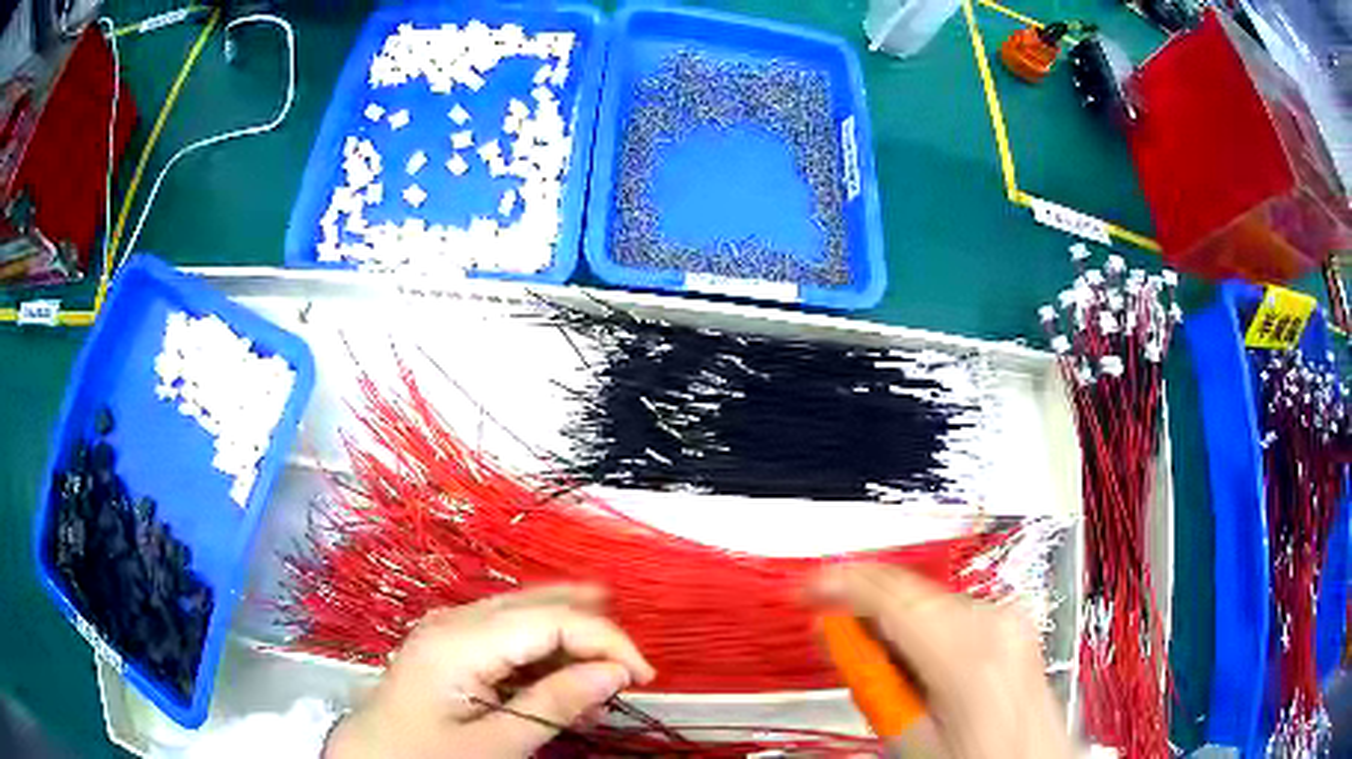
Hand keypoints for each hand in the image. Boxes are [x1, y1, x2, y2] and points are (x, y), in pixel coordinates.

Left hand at [325, 585, 655, 758]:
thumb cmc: (428, 757)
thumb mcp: (496, 744)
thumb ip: (555, 704)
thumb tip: (615, 672)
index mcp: (461, 640)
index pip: (552, 619)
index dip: (606, 640)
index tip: (643, 677)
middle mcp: (455, 620)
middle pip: (540, 604)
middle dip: (593, 631)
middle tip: (633, 669)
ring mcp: (449, 629)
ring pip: (526, 615)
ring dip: (571, 642)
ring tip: (604, 678)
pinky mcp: (450, 645)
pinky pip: (508, 635)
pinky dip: (544, 655)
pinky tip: (564, 681)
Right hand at [815, 565, 1072, 758]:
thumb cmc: (978, 756)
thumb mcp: (909, 733)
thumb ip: (872, 679)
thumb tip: (839, 635)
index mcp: (967, 649)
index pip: (890, 593)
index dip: (839, 583)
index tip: (807, 588)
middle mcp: (994, 619)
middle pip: (908, 591)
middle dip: (864, 607)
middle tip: (833, 635)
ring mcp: (1008, 616)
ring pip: (928, 598)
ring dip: (893, 620)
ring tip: (879, 666)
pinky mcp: (1012, 621)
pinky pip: (950, 608)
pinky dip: (921, 624)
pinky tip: (912, 656)